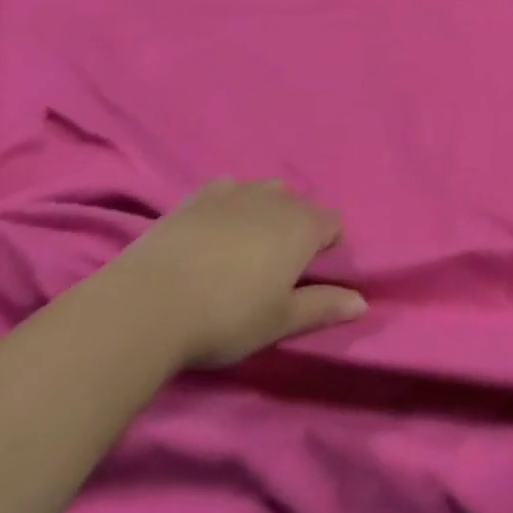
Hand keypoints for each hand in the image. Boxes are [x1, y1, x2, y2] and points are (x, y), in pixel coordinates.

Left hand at [111, 179, 365, 369]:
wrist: (149, 304)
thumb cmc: (225, 318)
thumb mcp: (278, 322)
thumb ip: (322, 308)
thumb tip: (363, 303)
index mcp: (303, 226)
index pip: (332, 223)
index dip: (326, 245)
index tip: (307, 274)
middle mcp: (278, 199)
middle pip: (300, 206)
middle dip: (296, 228)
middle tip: (273, 268)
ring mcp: (238, 191)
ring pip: (266, 192)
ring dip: (265, 213)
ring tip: (243, 249)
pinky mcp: (201, 195)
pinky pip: (228, 190)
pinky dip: (229, 205)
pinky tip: (214, 229)